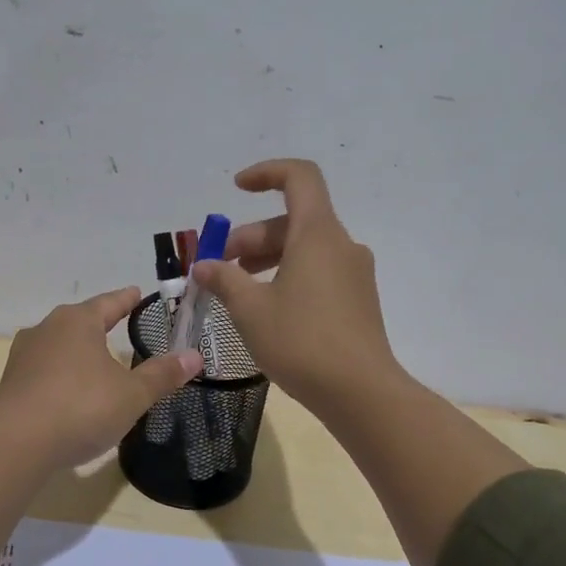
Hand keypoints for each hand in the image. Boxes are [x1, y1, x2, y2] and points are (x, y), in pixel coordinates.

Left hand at [0, 286, 202, 467]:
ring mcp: (24, 355)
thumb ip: (162, 375)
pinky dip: (60, 371)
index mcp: (78, 321)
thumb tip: (195, 356)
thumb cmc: (81, 407)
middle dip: (99, 322)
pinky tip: (68, 387)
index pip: (109, 303)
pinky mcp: (11, 382)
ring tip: (94, 357)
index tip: (136, 292)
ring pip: (58, 342)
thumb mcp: (131, 394)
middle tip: (118, 322)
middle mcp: (47, 328)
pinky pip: (43, 368)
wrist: (17, 444)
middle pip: (80, 319)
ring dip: (77, 348)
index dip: (126, 299)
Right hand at [189, 159, 401, 412]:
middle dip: (251, 236)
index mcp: (318, 234)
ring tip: (237, 289)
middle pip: (293, 220)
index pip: (299, 177)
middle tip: (220, 267)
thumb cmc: (301, 341)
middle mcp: (341, 245)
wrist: (361, 393)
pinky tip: (268, 308)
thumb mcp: (250, 309)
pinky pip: (318, 272)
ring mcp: (354, 273)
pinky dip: (288, 275)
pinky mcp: (358, 300)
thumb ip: (224, 279)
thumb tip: (205, 266)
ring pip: (305, 249)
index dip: (266, 173)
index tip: (236, 189)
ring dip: (267, 258)